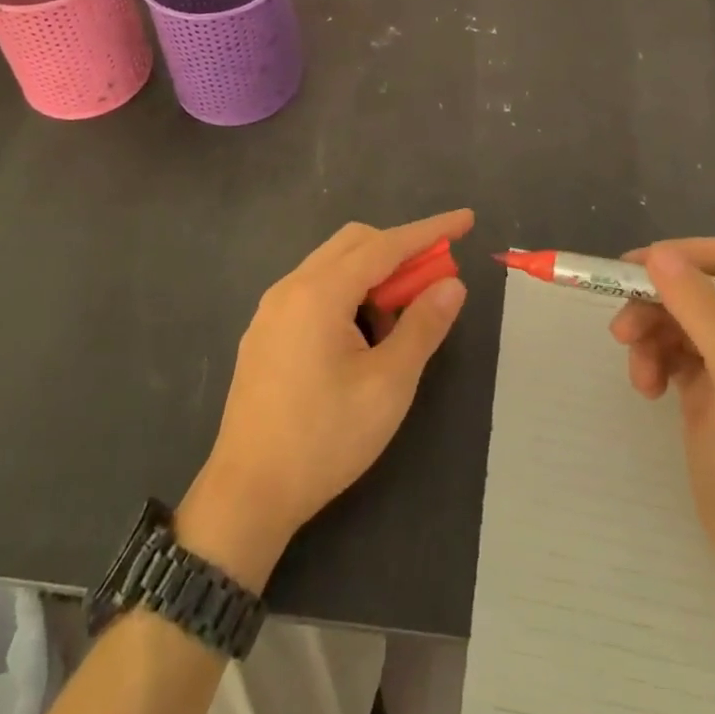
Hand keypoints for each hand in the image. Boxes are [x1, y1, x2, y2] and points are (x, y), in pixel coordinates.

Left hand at [178, 211, 472, 590]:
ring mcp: (272, 308)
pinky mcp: (264, 332)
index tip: (466, 221)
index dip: (430, 231)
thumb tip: (452, 284)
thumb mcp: (388, 385)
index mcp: (320, 292)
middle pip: (354, 243)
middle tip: (433, 282)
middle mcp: (291, 286)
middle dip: (400, 251)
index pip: (386, 245)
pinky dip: (347, 295)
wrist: (248, 493)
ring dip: (372, 276)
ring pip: (332, 266)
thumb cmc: (325, 438)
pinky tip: (360, 340)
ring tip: (396, 325)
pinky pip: (313, 290)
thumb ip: (423, 326)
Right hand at [609, 238, 714, 571]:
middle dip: (657, 304)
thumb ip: (703, 313)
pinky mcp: (711, 385)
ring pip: (678, 317)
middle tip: (621, 328)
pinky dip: (652, 360)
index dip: (685, 255)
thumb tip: (658, 254)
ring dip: (649, 335)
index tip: (637, 269)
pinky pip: (672, 348)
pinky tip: (647, 389)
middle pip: (698, 288)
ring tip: (638, 373)